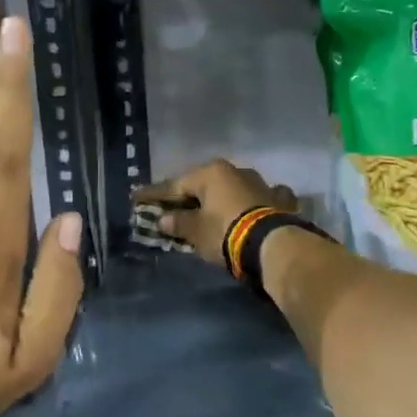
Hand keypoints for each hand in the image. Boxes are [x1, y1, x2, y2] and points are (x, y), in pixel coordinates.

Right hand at [135, 159, 296, 270]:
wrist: (274, 245)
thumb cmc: (225, 233)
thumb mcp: (195, 231)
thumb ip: (178, 223)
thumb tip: (163, 219)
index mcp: (211, 173)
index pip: (174, 185)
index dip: (153, 195)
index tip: (136, 198)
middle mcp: (236, 171)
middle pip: (204, 186)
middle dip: (189, 197)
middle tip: (172, 207)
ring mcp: (262, 184)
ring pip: (233, 190)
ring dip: (221, 199)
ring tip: (211, 211)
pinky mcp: (280, 201)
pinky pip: (259, 200)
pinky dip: (252, 205)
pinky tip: (252, 210)